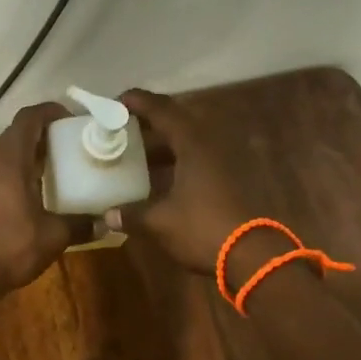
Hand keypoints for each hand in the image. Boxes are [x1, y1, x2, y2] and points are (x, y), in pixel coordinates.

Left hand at [0, 102, 78, 299]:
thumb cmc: (10, 247)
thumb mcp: (53, 236)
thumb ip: (80, 225)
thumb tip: (106, 223)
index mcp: (10, 158)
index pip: (29, 118)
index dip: (50, 112)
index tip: (71, 121)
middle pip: (17, 134)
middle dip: (43, 136)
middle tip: (69, 149)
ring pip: (4, 154)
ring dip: (27, 157)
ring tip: (53, 172)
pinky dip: (14, 175)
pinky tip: (30, 196)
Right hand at [106, 89, 262, 274]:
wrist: (253, 256)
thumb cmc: (202, 229)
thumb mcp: (160, 222)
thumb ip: (132, 213)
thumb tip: (107, 215)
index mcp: (192, 143)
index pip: (161, 109)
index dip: (137, 102)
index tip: (114, 102)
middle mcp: (210, 143)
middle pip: (176, 121)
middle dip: (148, 123)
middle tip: (122, 130)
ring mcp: (225, 161)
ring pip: (188, 142)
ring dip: (163, 145)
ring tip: (136, 155)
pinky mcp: (232, 178)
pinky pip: (198, 159)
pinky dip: (177, 162)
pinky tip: (161, 178)